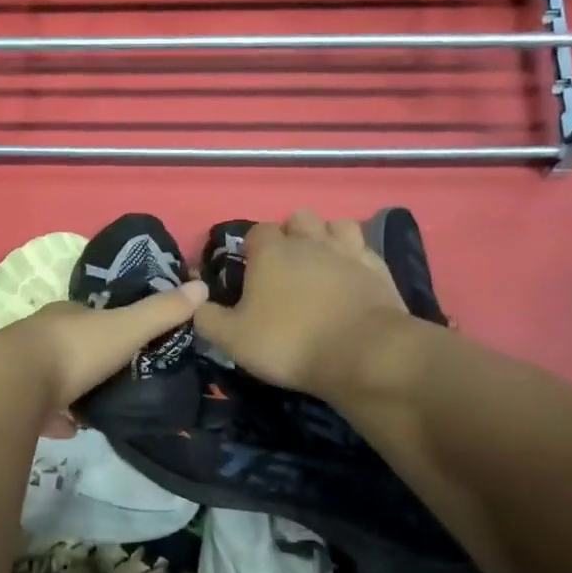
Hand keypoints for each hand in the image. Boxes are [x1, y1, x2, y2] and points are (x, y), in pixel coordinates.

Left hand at [0, 278, 208, 413]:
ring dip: (71, 390)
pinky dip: (54, 418)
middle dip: (90, 359)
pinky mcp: (9, 400)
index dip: (110, 324)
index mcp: (66, 315)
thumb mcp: (126, 329)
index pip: (90, 314)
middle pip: (69, 345)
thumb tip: (201, 287)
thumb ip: (162, 313)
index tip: (129, 339)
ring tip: (96, 408)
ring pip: (50, 376)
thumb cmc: (74, 350)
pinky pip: (37, 409)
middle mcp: (39, 335)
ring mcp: (20, 368)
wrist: (11, 385)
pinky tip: (69, 430)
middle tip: (116, 378)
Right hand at [192, 210, 408, 396]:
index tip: (250, 271)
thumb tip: (193, 302)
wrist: (362, 353)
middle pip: (298, 219)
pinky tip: (351, 276)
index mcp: (272, 251)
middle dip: (291, 235)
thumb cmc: (289, 342)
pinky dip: (354, 257)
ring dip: (326, 238)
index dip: (252, 248)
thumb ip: (207, 318)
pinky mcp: (378, 268)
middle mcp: (310, 240)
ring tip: (321, 265)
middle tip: (286, 268)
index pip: (256, 231)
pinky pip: (363, 248)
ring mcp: (348, 250)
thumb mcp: (233, 339)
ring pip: (335, 225)